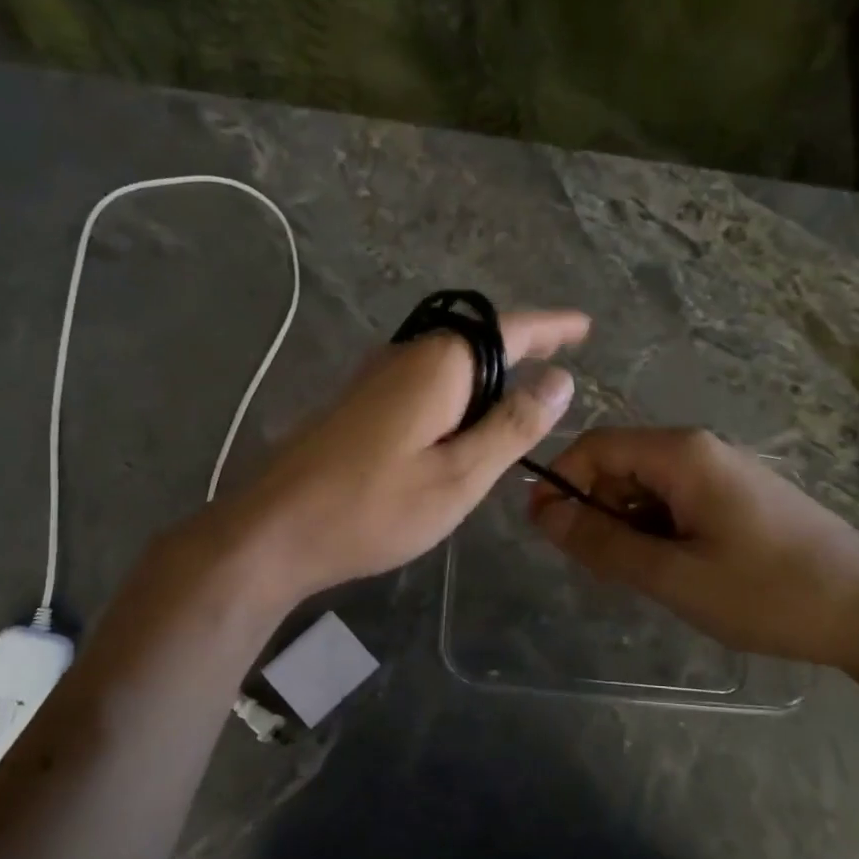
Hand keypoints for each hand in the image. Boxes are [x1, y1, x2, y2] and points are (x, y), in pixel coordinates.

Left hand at [227, 309, 589, 601]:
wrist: (275, 531)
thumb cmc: (374, 508)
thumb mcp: (459, 476)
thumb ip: (512, 426)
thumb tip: (560, 380)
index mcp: (438, 365)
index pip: (509, 330)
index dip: (551, 327)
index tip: (584, 326)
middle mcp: (405, 356)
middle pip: (475, 340)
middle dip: (520, 347)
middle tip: (559, 360)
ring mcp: (374, 378)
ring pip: (446, 363)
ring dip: (487, 375)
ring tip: (520, 398)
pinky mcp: (357, 405)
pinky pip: (422, 384)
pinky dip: (456, 396)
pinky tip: (461, 426)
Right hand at [529, 427, 858, 670]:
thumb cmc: (767, 592)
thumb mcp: (672, 575)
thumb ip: (602, 542)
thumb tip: (542, 513)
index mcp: (682, 454)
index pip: (595, 446)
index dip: (561, 482)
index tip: (544, 532)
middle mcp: (700, 449)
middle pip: (620, 464)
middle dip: (595, 509)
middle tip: (598, 568)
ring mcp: (724, 472)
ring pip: (647, 487)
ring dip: (626, 525)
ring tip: (640, 577)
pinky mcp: (739, 496)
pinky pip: (677, 502)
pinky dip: (657, 531)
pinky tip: (673, 571)